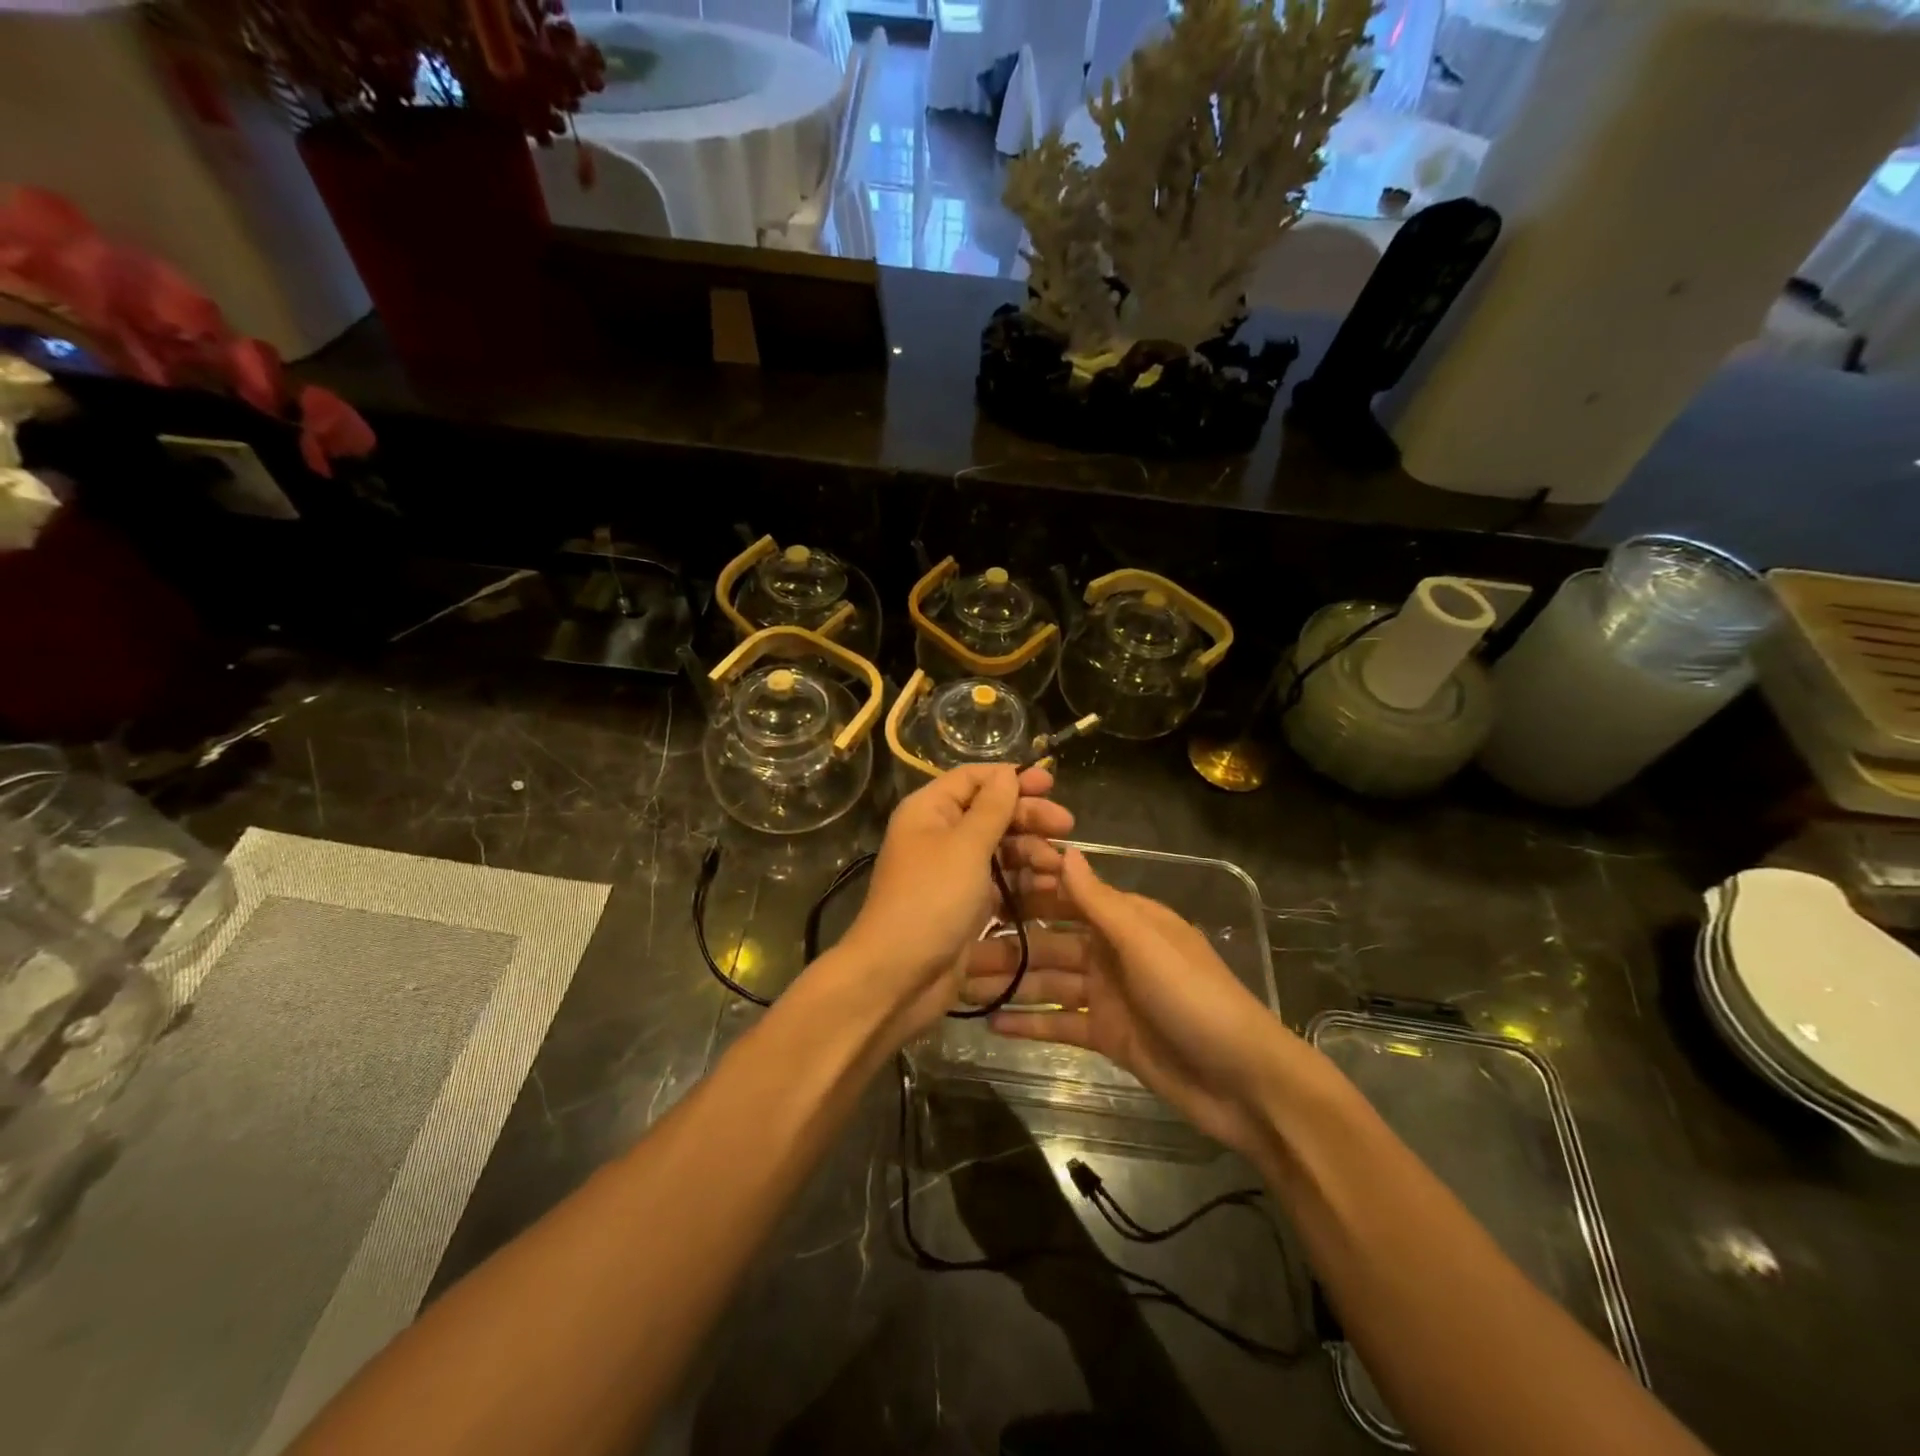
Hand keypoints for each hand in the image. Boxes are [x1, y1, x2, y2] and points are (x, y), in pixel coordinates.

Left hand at [835, 764, 1073, 1039]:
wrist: (898, 975)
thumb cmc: (931, 900)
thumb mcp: (965, 847)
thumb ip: (991, 809)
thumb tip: (1006, 773)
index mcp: (929, 811)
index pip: (972, 779)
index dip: (1010, 778)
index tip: (1049, 784)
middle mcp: (939, 835)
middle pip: (991, 813)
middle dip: (1029, 817)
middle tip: (1066, 825)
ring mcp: (953, 871)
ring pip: (1000, 849)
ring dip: (1032, 852)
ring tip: (1059, 864)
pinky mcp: (966, 904)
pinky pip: (1001, 882)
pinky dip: (1024, 882)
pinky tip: (1050, 887)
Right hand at [963, 847, 1301, 1158]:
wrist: (1243, 1083)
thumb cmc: (1194, 998)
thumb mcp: (1145, 944)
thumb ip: (1100, 902)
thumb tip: (1065, 852)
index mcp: (1126, 920)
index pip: (1069, 893)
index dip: (1029, 885)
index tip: (983, 879)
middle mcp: (1112, 950)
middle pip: (1050, 939)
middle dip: (1009, 940)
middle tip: (960, 943)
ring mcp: (1108, 994)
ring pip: (1049, 980)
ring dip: (1011, 982)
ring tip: (963, 985)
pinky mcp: (1107, 1035)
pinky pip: (1060, 1021)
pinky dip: (1030, 1022)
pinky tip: (992, 1024)